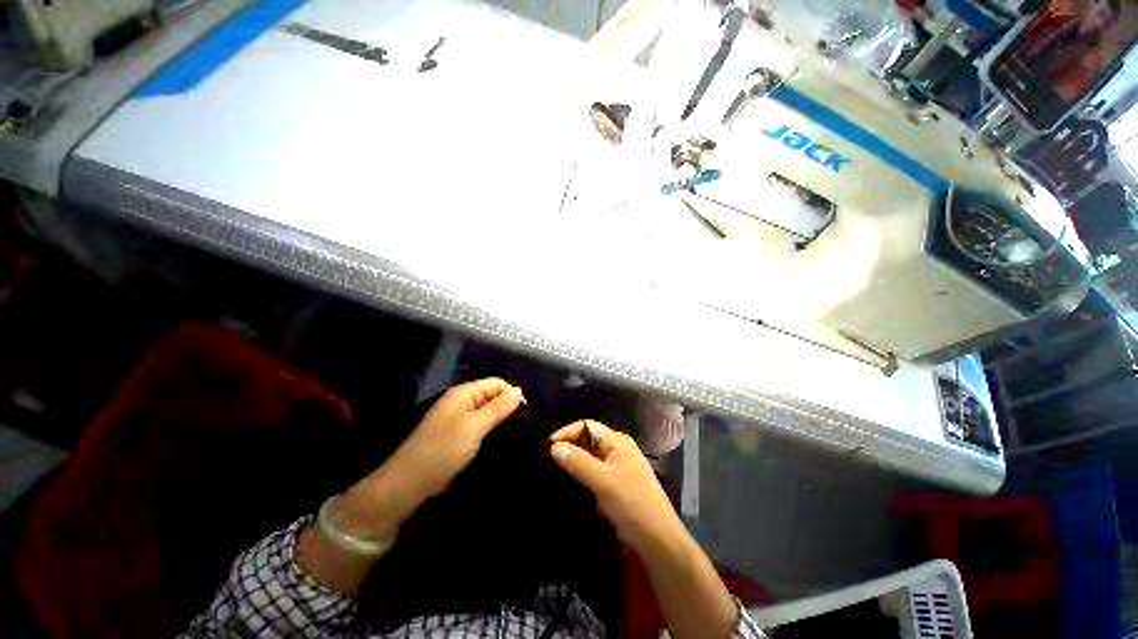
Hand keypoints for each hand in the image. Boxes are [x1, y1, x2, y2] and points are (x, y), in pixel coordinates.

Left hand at [337, 378, 523, 539]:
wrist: (409, 483)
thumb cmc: (443, 450)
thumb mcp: (474, 427)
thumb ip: (498, 408)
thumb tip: (519, 390)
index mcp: (463, 393)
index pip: (496, 383)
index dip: (511, 394)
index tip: (524, 415)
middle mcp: (461, 401)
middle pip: (492, 396)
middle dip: (507, 408)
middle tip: (521, 427)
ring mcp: (458, 418)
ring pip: (487, 412)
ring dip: (500, 421)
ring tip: (515, 435)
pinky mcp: (457, 435)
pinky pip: (480, 425)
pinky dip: (491, 431)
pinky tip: (500, 441)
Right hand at [550, 420, 738, 638]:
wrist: (658, 540)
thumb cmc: (633, 504)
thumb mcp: (603, 481)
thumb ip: (578, 462)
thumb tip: (554, 447)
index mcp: (618, 441)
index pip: (587, 426)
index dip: (567, 433)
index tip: (547, 447)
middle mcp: (617, 450)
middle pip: (588, 441)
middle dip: (569, 448)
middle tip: (547, 462)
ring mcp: (617, 468)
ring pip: (590, 459)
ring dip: (574, 465)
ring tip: (553, 474)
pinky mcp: (615, 486)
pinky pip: (594, 475)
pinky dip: (582, 478)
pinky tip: (570, 488)